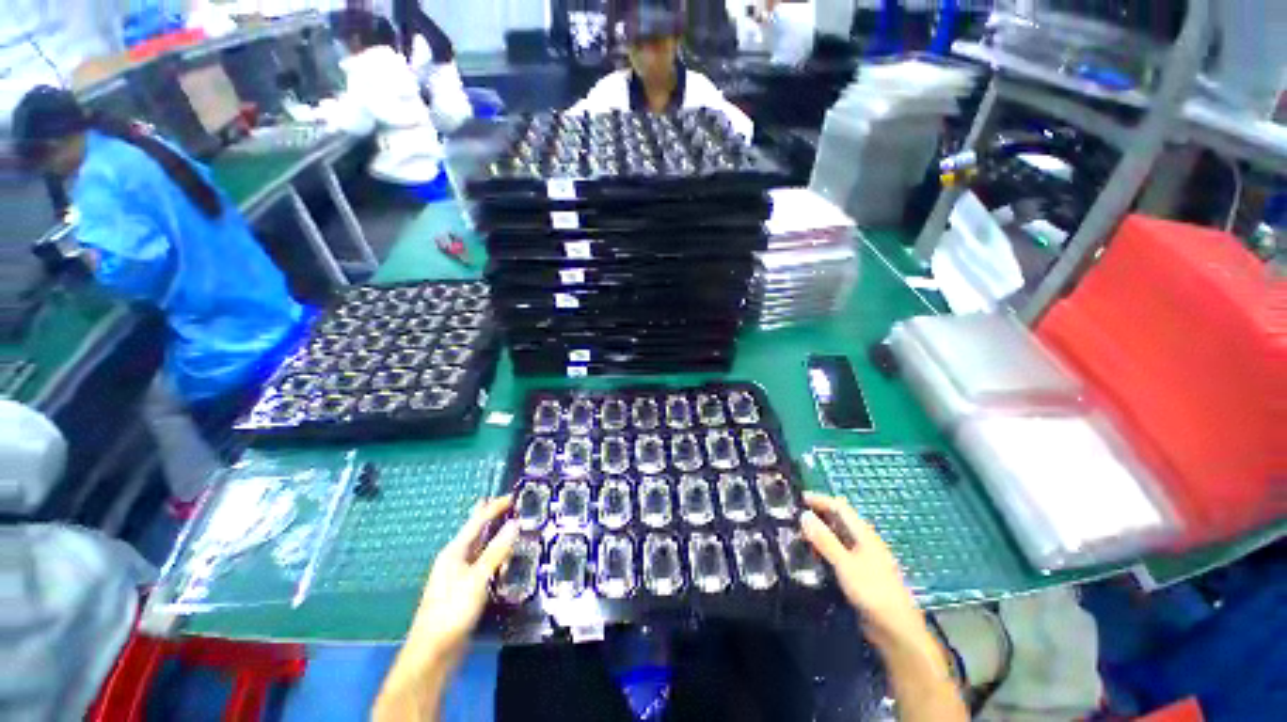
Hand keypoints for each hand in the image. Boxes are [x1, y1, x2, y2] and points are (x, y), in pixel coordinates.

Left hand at [403, 496, 518, 665]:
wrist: (432, 654)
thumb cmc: (452, 612)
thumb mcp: (477, 579)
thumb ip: (496, 551)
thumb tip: (515, 523)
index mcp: (454, 551)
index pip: (477, 521)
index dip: (495, 507)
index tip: (514, 497)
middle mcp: (455, 559)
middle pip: (475, 531)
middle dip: (488, 515)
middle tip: (506, 503)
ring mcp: (458, 575)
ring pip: (479, 547)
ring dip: (492, 534)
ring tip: (507, 524)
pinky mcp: (464, 590)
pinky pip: (482, 563)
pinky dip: (493, 554)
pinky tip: (502, 558)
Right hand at [800, 492, 925, 645]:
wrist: (896, 630)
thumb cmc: (873, 592)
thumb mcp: (845, 564)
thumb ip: (825, 540)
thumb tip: (804, 515)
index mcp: (864, 534)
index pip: (840, 507)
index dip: (820, 500)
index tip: (798, 498)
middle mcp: (864, 542)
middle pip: (839, 520)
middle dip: (818, 514)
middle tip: (794, 516)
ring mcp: (863, 558)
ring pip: (838, 536)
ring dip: (820, 532)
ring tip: (798, 535)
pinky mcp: (860, 574)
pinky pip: (839, 553)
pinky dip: (824, 548)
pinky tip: (813, 556)